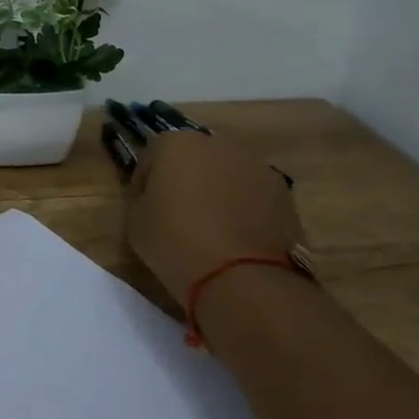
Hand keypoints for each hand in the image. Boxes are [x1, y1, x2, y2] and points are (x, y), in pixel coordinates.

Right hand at [125, 130, 304, 307]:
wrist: (241, 276)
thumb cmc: (175, 241)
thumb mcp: (134, 221)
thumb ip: (141, 198)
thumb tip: (154, 197)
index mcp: (176, 143)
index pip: (151, 157)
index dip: (145, 183)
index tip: (145, 208)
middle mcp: (218, 143)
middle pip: (193, 159)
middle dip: (185, 180)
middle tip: (178, 215)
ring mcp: (256, 165)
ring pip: (226, 174)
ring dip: (217, 192)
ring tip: (211, 229)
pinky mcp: (283, 192)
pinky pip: (252, 194)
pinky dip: (244, 208)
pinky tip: (236, 238)